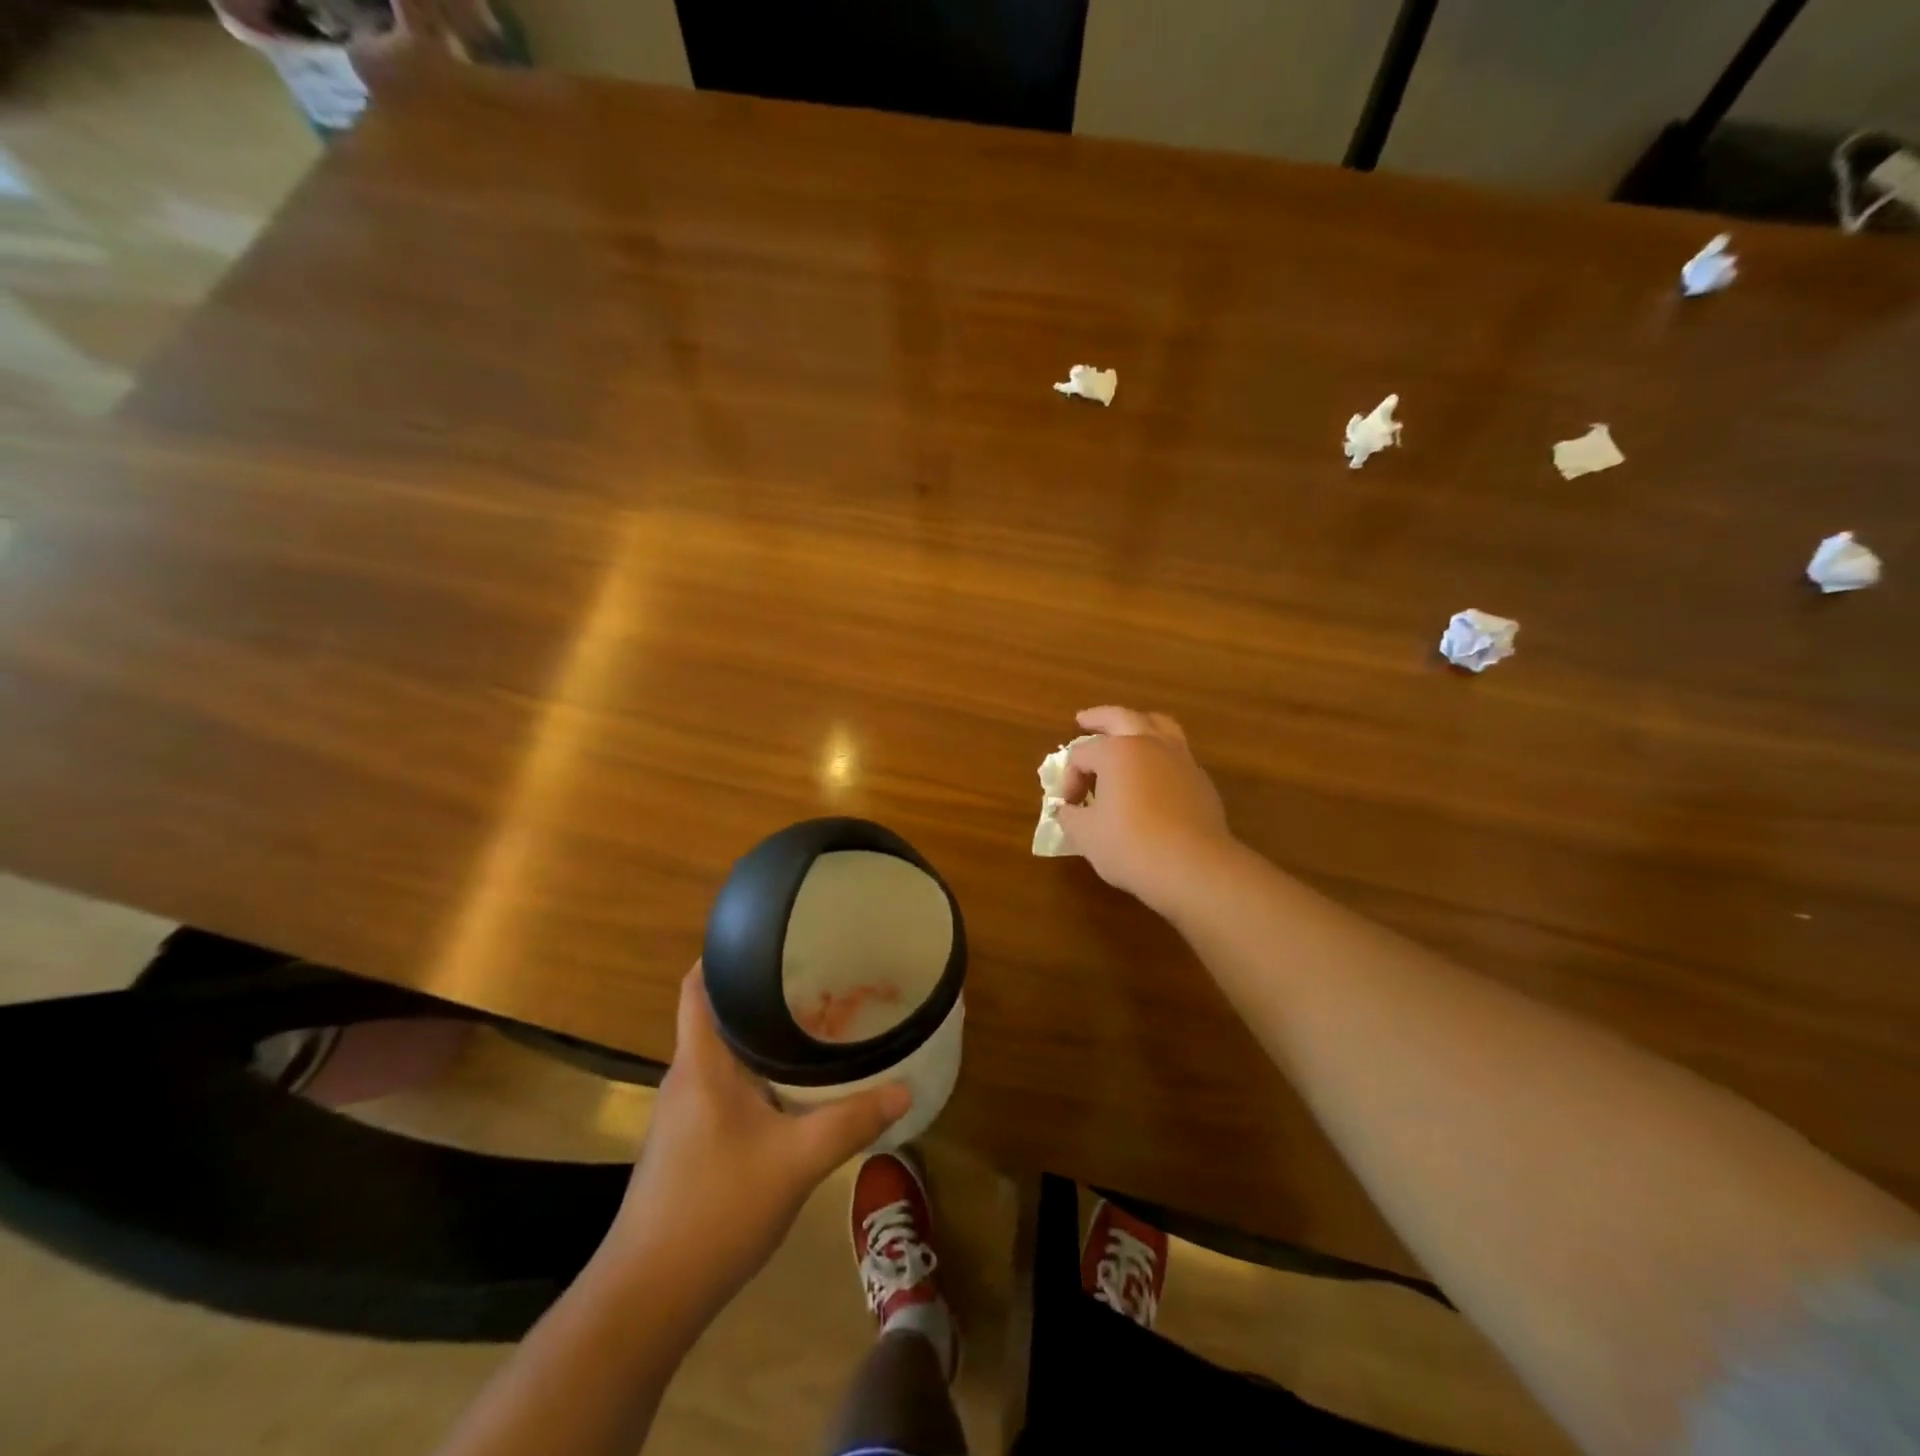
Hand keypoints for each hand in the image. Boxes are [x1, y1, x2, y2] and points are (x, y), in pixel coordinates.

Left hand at [600, 966, 910, 1316]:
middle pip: (719, 1015)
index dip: (724, 954)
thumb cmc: (715, 1209)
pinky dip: (758, 1075)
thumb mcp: (796, 1161)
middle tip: (817, 979)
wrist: (648, 1297)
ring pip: (725, 1055)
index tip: (770, 938)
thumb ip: (851, 1122)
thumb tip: (904, 1089)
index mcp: (701, 1063)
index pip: (697, 986)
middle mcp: (687, 1077)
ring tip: (815, 1025)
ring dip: (763, 1038)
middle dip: (763, 995)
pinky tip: (794, 1089)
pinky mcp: (688, 1143)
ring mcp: (683, 1113)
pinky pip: (726, 1087)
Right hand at [1056, 706, 1232, 913]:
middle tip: (1084, 720)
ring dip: (1138, 723)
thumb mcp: (1086, 835)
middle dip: (1099, 718)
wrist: (1193, 867)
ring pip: (1159, 725)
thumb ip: (1070, 816)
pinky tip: (1154, 772)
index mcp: (1116, 752)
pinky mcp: (1200, 780)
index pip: (1081, 754)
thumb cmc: (1131, 846)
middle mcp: (1149, 744)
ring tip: (1128, 729)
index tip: (1069, 806)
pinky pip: (1176, 753)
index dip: (1069, 778)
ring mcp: (1180, 759)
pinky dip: (1160, 752)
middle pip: (1121, 717)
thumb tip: (1067, 809)